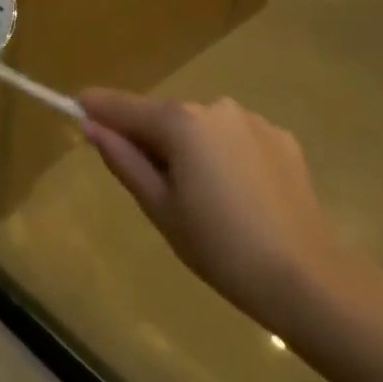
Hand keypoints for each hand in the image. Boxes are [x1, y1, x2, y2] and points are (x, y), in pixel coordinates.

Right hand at [79, 89, 357, 334]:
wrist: (307, 278)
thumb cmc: (219, 247)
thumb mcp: (159, 207)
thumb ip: (123, 159)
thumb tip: (91, 126)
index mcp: (181, 122)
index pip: (124, 106)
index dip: (97, 106)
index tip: (75, 104)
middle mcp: (215, 107)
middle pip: (164, 116)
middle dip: (150, 138)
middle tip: (151, 186)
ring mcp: (253, 120)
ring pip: (201, 128)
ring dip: (190, 148)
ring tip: (201, 197)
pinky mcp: (281, 139)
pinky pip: (234, 139)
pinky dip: (224, 156)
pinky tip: (237, 195)